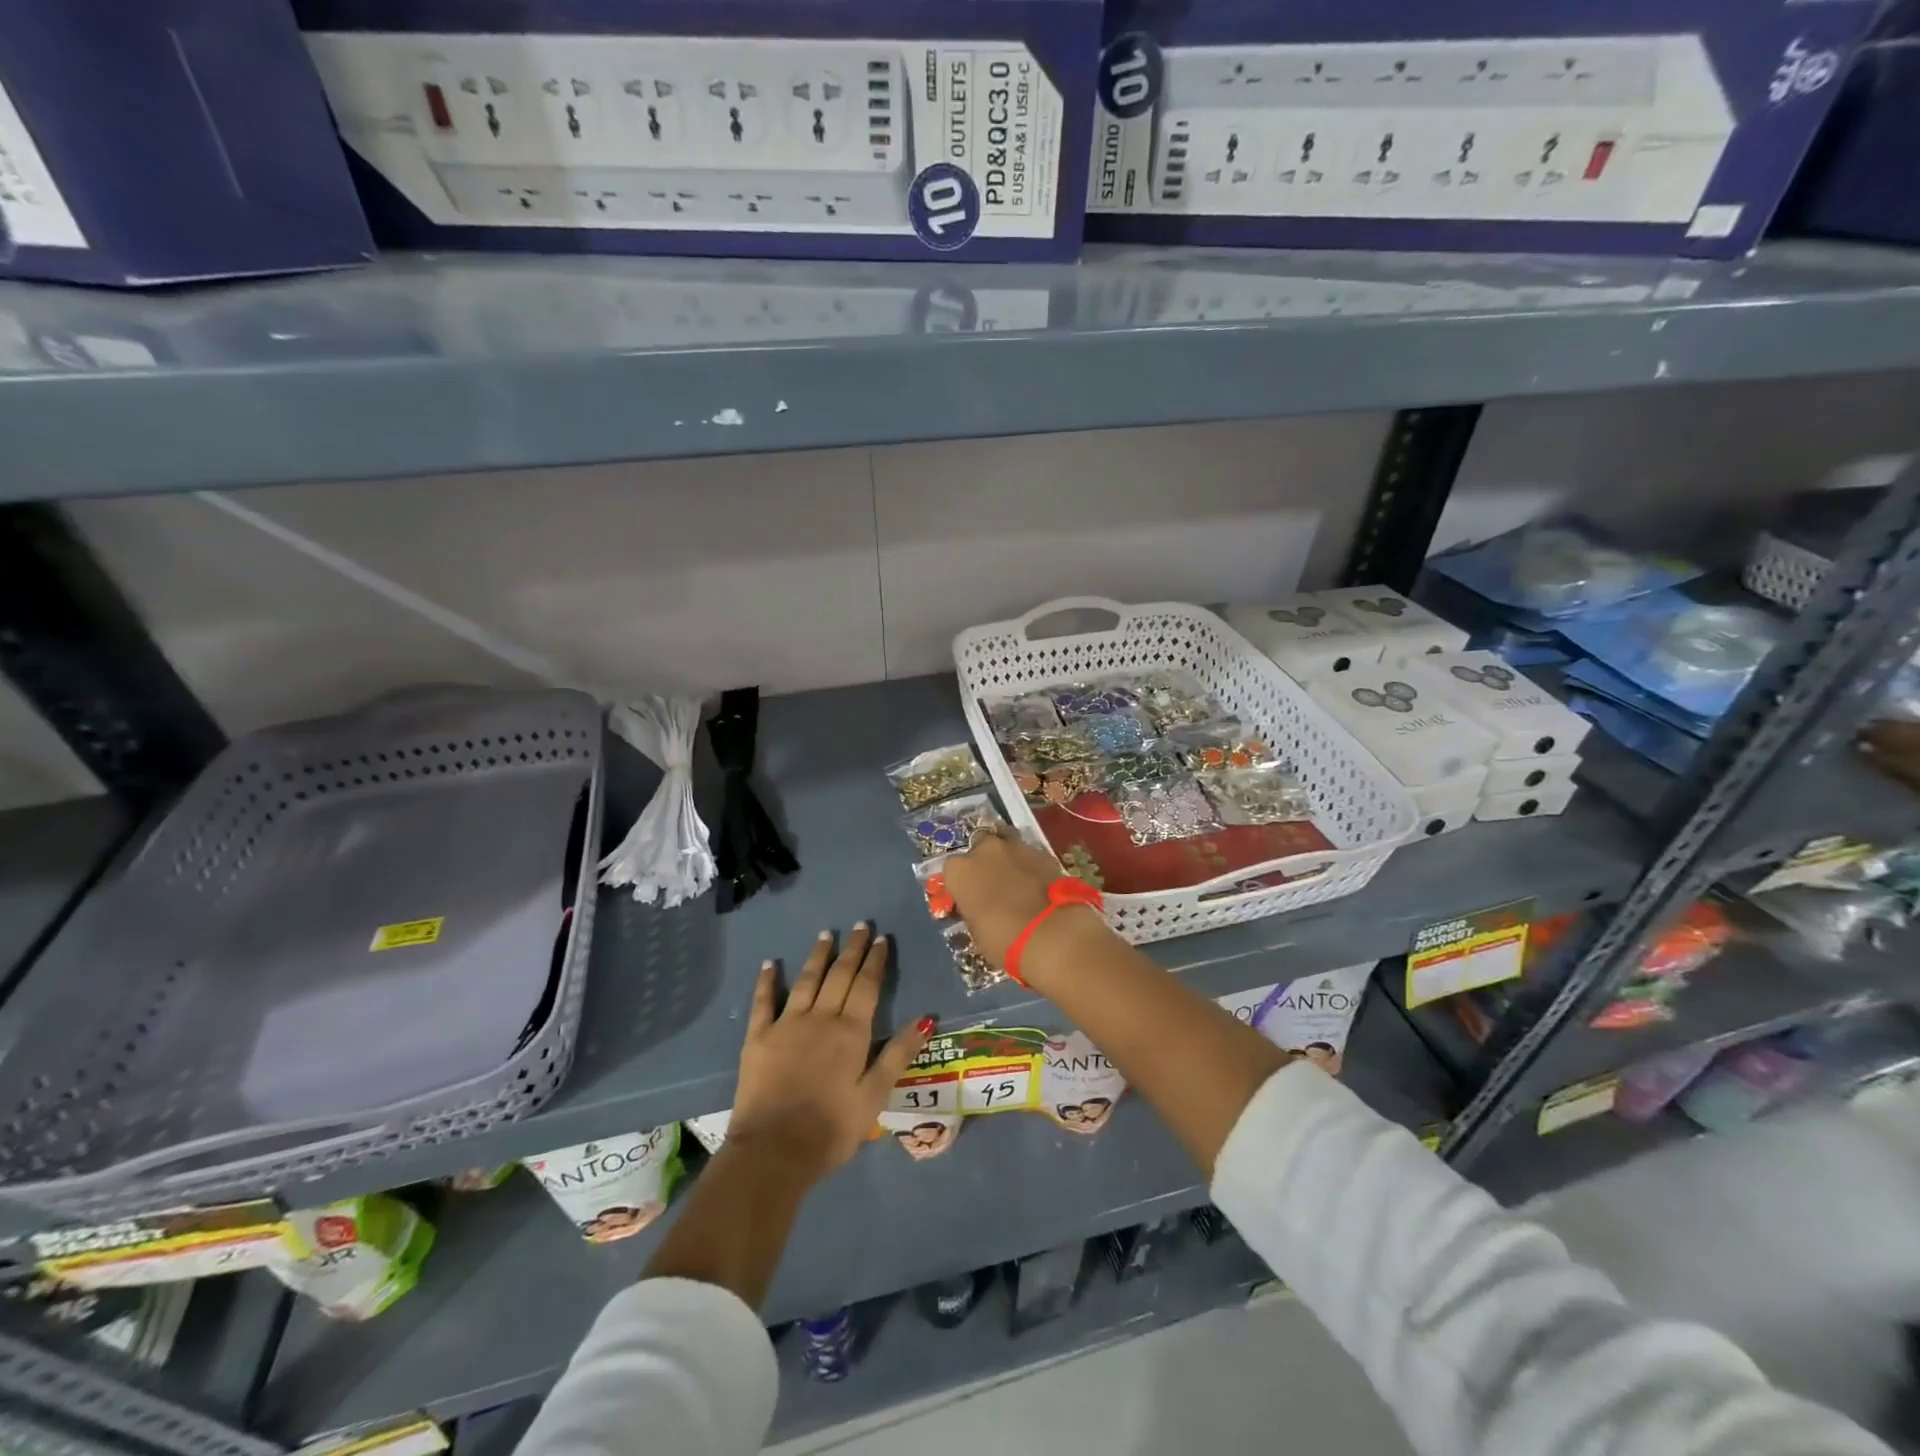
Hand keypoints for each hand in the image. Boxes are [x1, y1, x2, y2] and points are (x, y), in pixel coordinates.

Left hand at [729, 924, 931, 1184]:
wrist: (774, 1152)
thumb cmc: (831, 1129)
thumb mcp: (874, 1097)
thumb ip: (898, 1054)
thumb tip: (926, 1018)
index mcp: (851, 1032)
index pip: (867, 986)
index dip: (875, 961)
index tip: (881, 938)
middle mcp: (821, 1018)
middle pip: (840, 975)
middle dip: (852, 949)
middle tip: (859, 925)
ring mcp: (787, 1024)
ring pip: (806, 980)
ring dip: (818, 956)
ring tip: (826, 934)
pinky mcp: (758, 1038)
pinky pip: (763, 1001)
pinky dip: (766, 981)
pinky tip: (769, 964)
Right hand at [943, 830, 1107, 976]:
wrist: (1051, 933)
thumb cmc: (1003, 939)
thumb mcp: (976, 931)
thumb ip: (974, 910)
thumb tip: (980, 909)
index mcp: (959, 870)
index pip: (952, 872)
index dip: (962, 885)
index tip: (969, 900)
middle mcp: (984, 849)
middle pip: (979, 849)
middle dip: (985, 864)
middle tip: (993, 887)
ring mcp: (1016, 847)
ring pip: (1006, 846)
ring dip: (1008, 860)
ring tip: (1017, 882)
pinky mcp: (1044, 852)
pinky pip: (1030, 856)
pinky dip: (1030, 867)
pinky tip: (1037, 885)